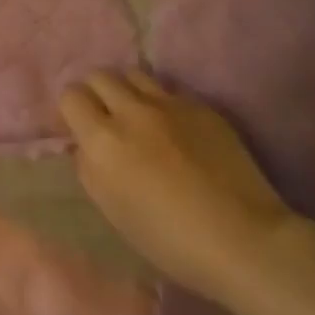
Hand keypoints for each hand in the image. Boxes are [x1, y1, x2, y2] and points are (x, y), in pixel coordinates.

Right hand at [60, 69, 292, 296]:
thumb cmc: (169, 240)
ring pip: (134, 74)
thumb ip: (90, 168)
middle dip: (97, 94)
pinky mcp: (201, 106)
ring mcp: (170, 104)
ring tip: (138, 114)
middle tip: (107, 119)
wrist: (243, 240)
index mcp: (103, 141)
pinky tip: (175, 128)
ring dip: (128, 90)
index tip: (82, 129)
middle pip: (100, 76)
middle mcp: (132, 112)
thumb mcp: (112, 210)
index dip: (73, 111)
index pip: (71, 96)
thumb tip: (85, 145)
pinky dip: (162, 102)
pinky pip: (169, 90)